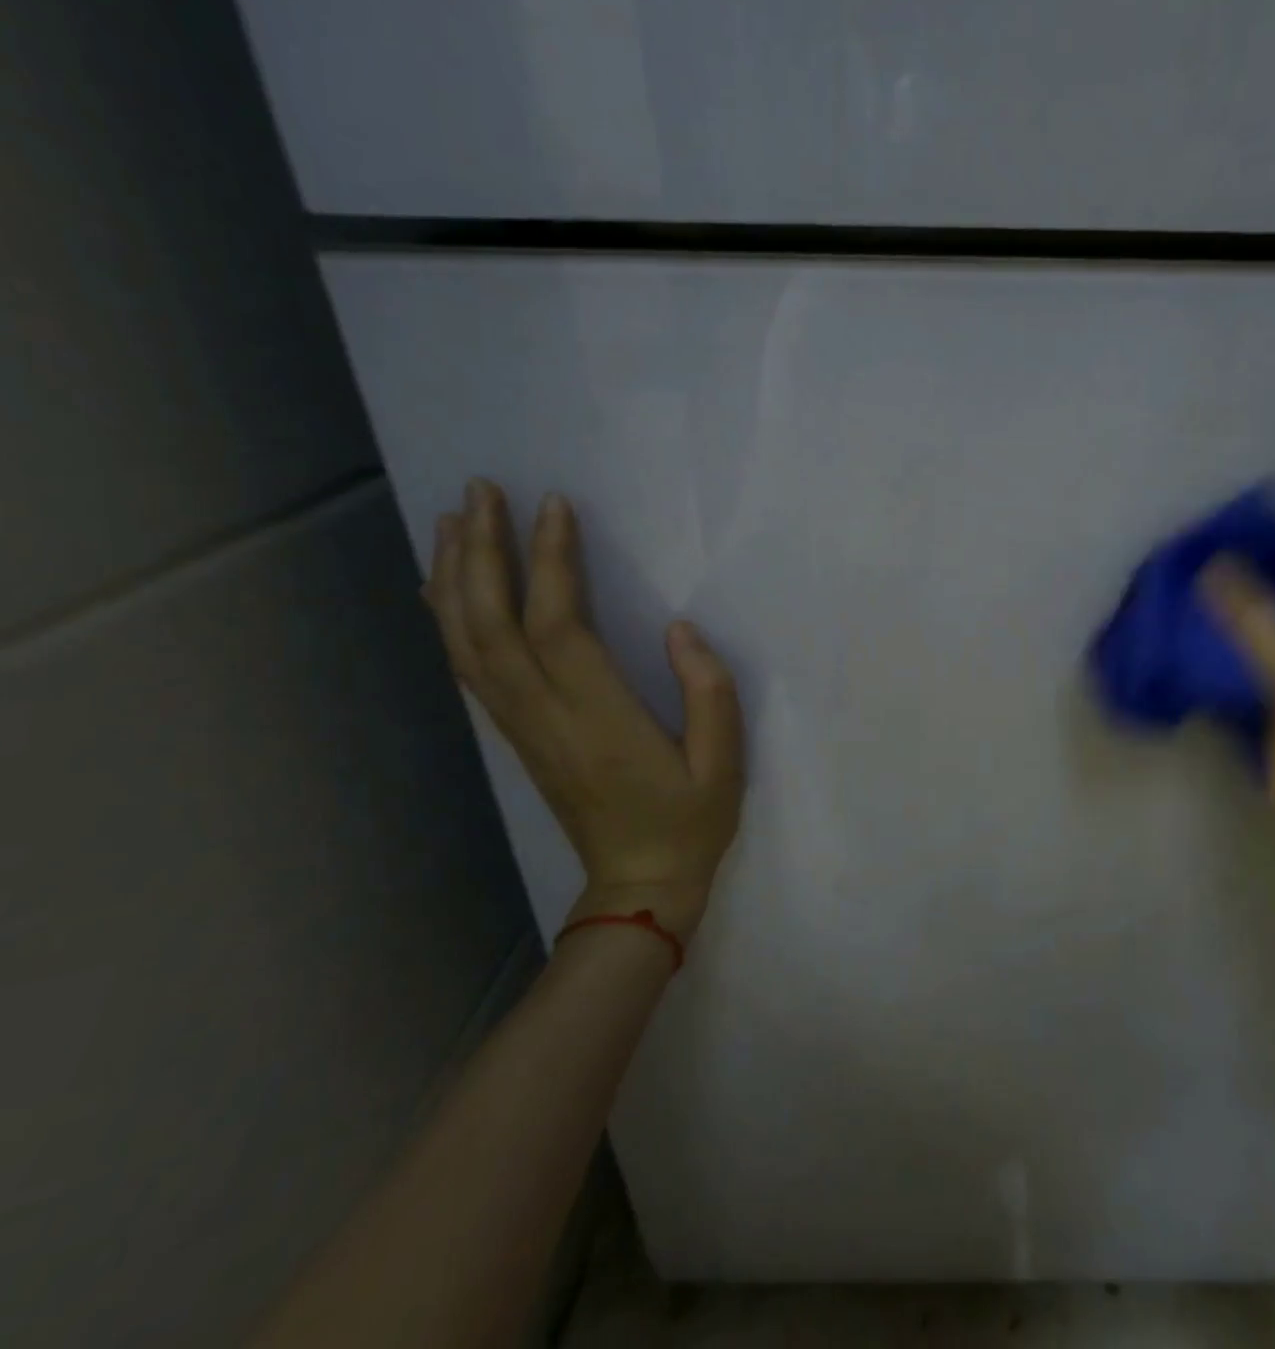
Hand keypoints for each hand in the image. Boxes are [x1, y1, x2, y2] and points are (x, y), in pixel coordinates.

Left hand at [424, 479, 744, 937]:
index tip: (554, 506)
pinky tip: (446, 589)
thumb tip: (679, 628)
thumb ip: (709, 691)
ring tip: (452, 521)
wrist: (637, 885)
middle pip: (494, 624)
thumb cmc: (690, 821)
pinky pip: (471, 669)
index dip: (553, 562)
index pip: (560, 626)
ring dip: (455, 578)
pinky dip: (451, 621)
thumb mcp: (725, 762)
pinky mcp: (518, 735)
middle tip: (480, 491)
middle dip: (483, 552)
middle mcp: (546, 715)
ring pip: (469, 643)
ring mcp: (523, 727)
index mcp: (599, 718)